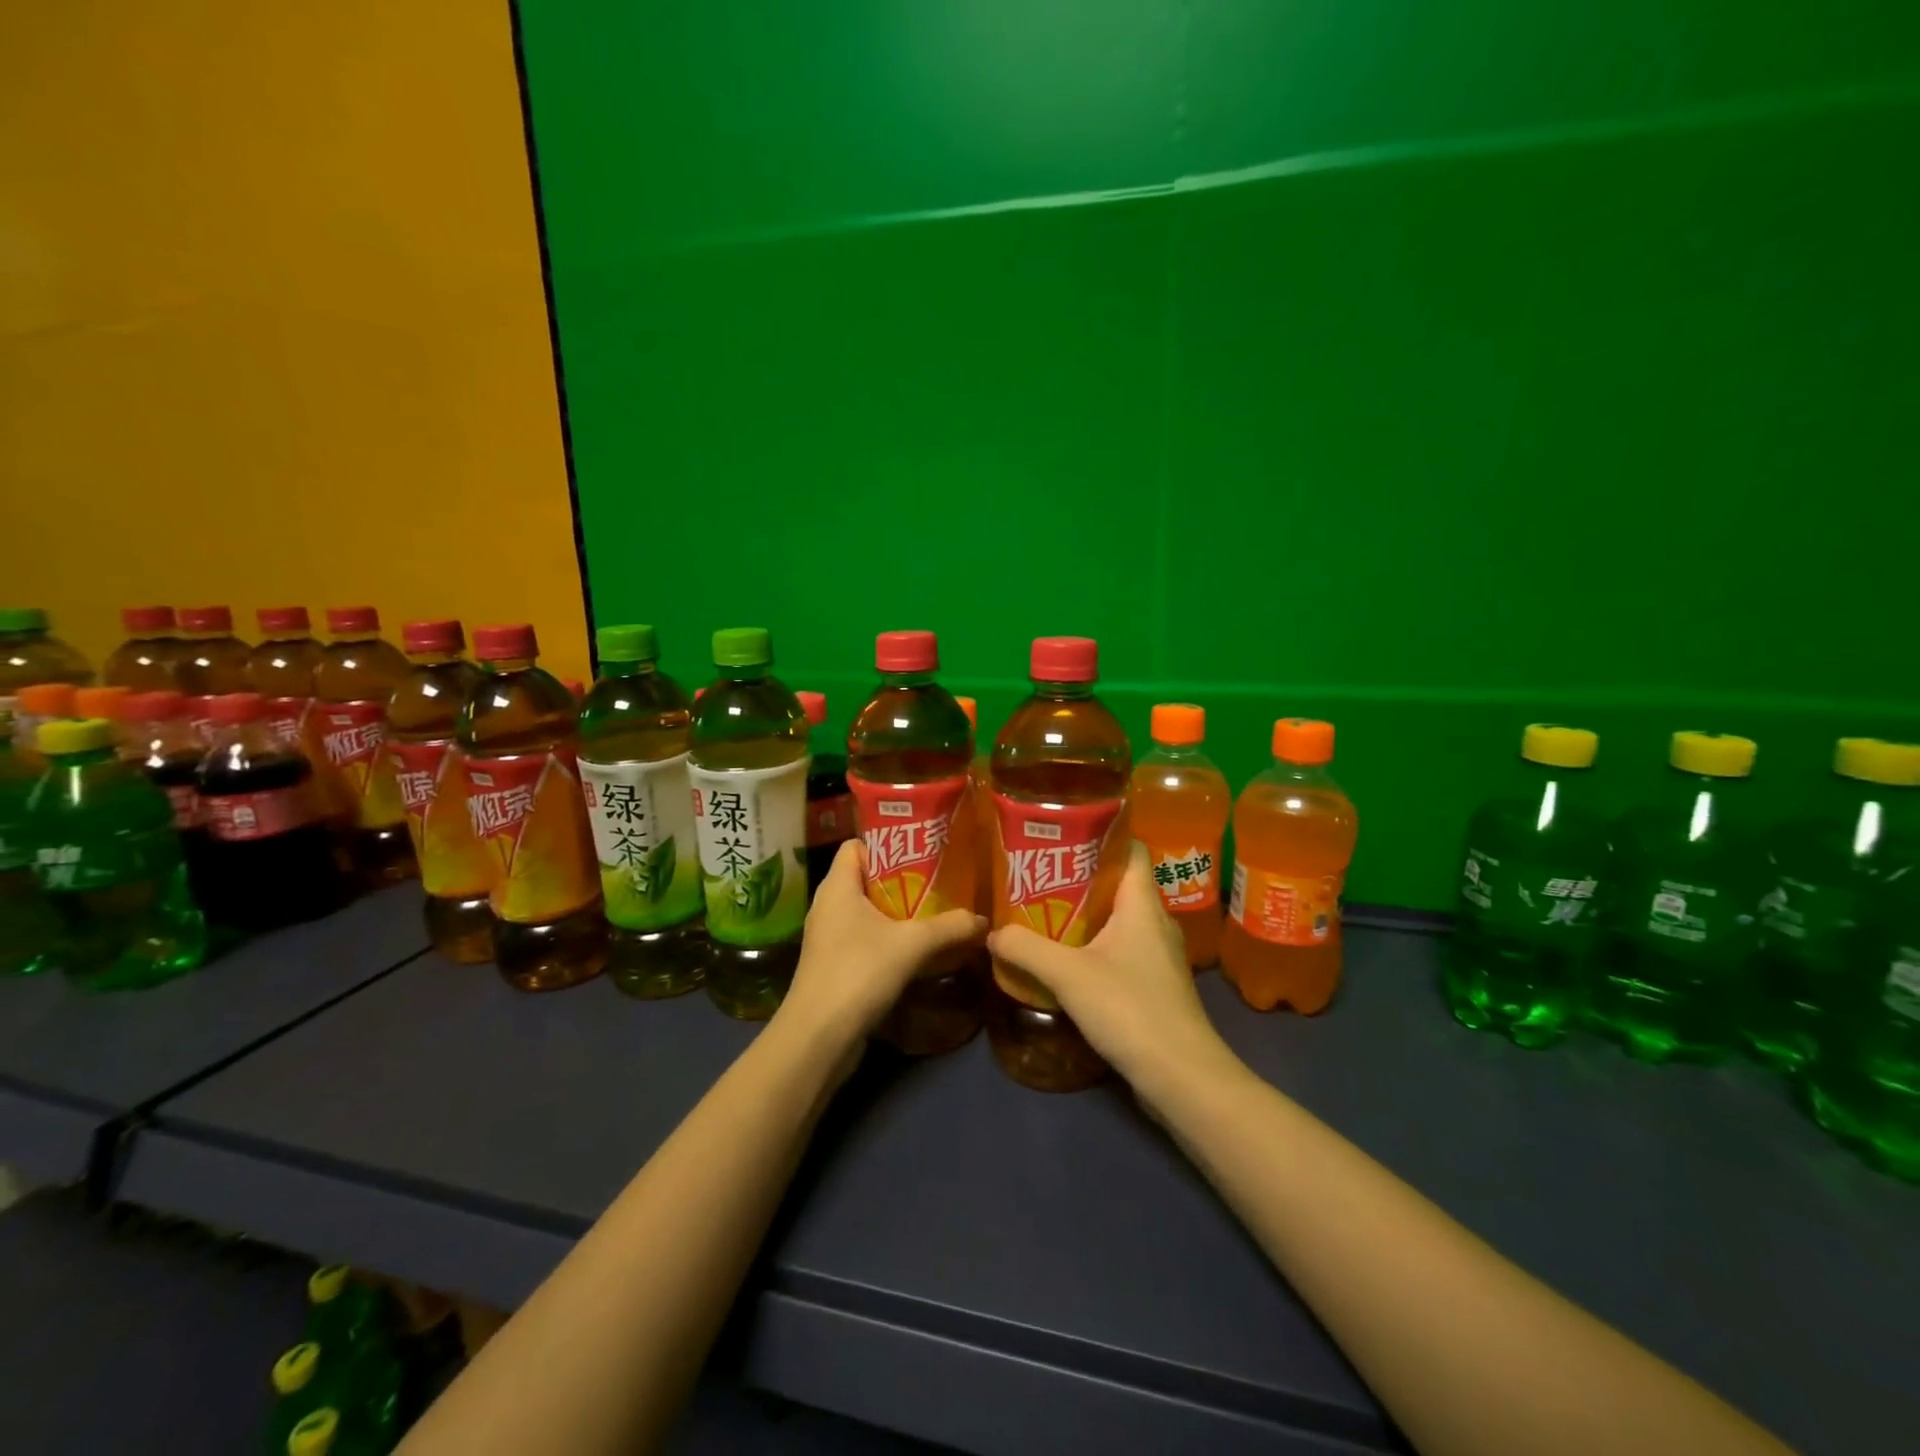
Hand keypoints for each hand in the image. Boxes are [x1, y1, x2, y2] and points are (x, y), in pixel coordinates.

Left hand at [778, 839, 986, 1051]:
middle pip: (867, 878)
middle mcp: (829, 905)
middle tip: (941, 880)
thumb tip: (984, 919)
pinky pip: (866, 939)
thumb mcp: (912, 945)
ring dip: (899, 913)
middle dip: (903, 879)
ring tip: (938, 911)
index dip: (887, 843)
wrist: (818, 1037)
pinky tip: (920, 949)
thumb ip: (950, 927)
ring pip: (868, 912)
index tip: (923, 849)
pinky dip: (890, 939)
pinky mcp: (834, 965)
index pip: (857, 846)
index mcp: (837, 886)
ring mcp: (829, 937)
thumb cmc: (858, 972)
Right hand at [988, 841, 1236, 1099]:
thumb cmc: (1130, 1009)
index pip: (1131, 848)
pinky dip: (1094, 944)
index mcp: (1143, 903)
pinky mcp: (1153, 983)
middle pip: (1118, 882)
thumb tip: (992, 933)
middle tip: (1038, 873)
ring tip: (1042, 910)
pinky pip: (1120, 948)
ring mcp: (1157, 954)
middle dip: (1080, 875)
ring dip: (1084, 913)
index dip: (1102, 834)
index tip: (1063, 833)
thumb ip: (1026, 948)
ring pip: (1118, 918)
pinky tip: (1064, 957)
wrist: (1180, 1076)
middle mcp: (1155, 921)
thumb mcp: (1068, 974)